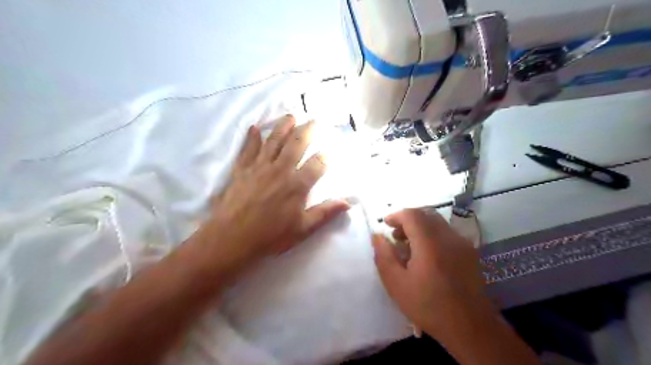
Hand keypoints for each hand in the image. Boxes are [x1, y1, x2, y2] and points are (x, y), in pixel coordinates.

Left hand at [194, 117, 350, 278]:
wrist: (231, 238)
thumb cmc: (270, 236)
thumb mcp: (302, 229)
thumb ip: (325, 213)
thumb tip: (348, 202)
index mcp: (297, 185)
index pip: (317, 164)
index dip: (326, 157)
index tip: (330, 152)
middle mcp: (280, 169)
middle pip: (297, 143)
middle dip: (308, 130)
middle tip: (315, 121)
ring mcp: (259, 166)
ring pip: (274, 140)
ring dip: (283, 126)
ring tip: (291, 116)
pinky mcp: (242, 168)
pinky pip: (248, 148)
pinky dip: (252, 137)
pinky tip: (255, 128)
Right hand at [371, 208, 492, 341]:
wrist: (471, 328)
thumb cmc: (429, 306)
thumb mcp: (397, 284)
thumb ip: (384, 256)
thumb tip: (377, 236)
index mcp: (430, 243)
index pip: (412, 214)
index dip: (396, 215)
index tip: (385, 225)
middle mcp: (448, 237)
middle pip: (426, 214)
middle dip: (408, 219)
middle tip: (396, 236)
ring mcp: (462, 243)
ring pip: (437, 222)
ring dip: (420, 226)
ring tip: (409, 246)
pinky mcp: (470, 252)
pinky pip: (447, 233)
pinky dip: (432, 234)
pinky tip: (427, 255)